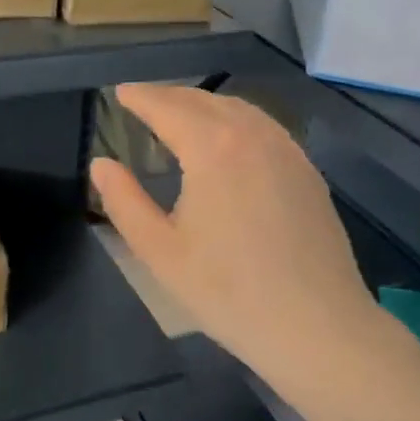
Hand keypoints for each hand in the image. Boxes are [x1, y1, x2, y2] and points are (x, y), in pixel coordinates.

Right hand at [91, 84, 379, 387]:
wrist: (318, 327)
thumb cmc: (229, 292)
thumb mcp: (160, 252)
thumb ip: (124, 201)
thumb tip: (101, 163)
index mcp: (212, 148)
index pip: (167, 107)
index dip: (140, 97)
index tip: (120, 93)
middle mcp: (252, 134)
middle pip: (203, 101)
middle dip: (169, 96)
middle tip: (143, 103)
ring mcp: (287, 150)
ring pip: (238, 109)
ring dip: (203, 105)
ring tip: (180, 117)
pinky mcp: (307, 170)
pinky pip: (263, 126)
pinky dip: (235, 120)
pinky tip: (228, 141)